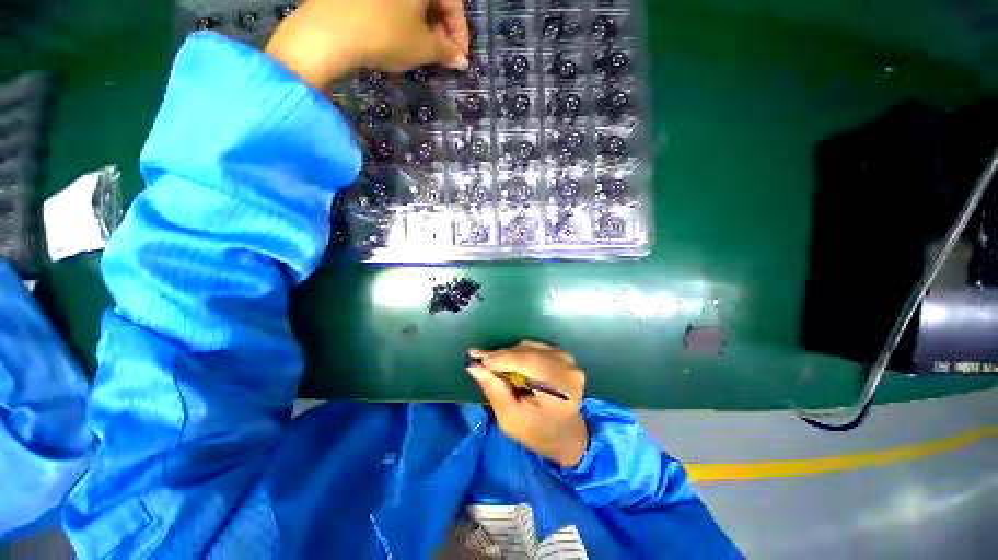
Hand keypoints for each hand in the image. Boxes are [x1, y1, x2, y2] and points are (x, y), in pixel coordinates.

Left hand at [266, 0, 468, 88]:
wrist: (329, 31)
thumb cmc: (386, 35)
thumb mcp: (423, 48)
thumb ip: (447, 52)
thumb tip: (462, 60)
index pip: (454, 3)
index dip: (460, 34)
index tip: (460, 59)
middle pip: (433, 0)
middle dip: (442, 30)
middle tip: (442, 55)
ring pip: (413, 2)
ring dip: (424, 25)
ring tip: (423, 50)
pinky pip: (393, 4)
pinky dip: (403, 19)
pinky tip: (401, 37)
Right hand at [468, 341, 588, 467]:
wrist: (567, 434)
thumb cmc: (538, 433)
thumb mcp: (511, 419)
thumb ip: (494, 390)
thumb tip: (474, 366)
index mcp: (560, 388)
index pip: (527, 362)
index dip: (501, 358)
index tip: (476, 357)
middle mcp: (567, 368)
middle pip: (528, 352)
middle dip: (501, 355)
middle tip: (479, 360)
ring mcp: (568, 360)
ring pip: (530, 347)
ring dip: (509, 354)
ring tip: (495, 366)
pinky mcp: (564, 356)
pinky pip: (535, 347)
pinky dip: (519, 353)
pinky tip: (510, 364)